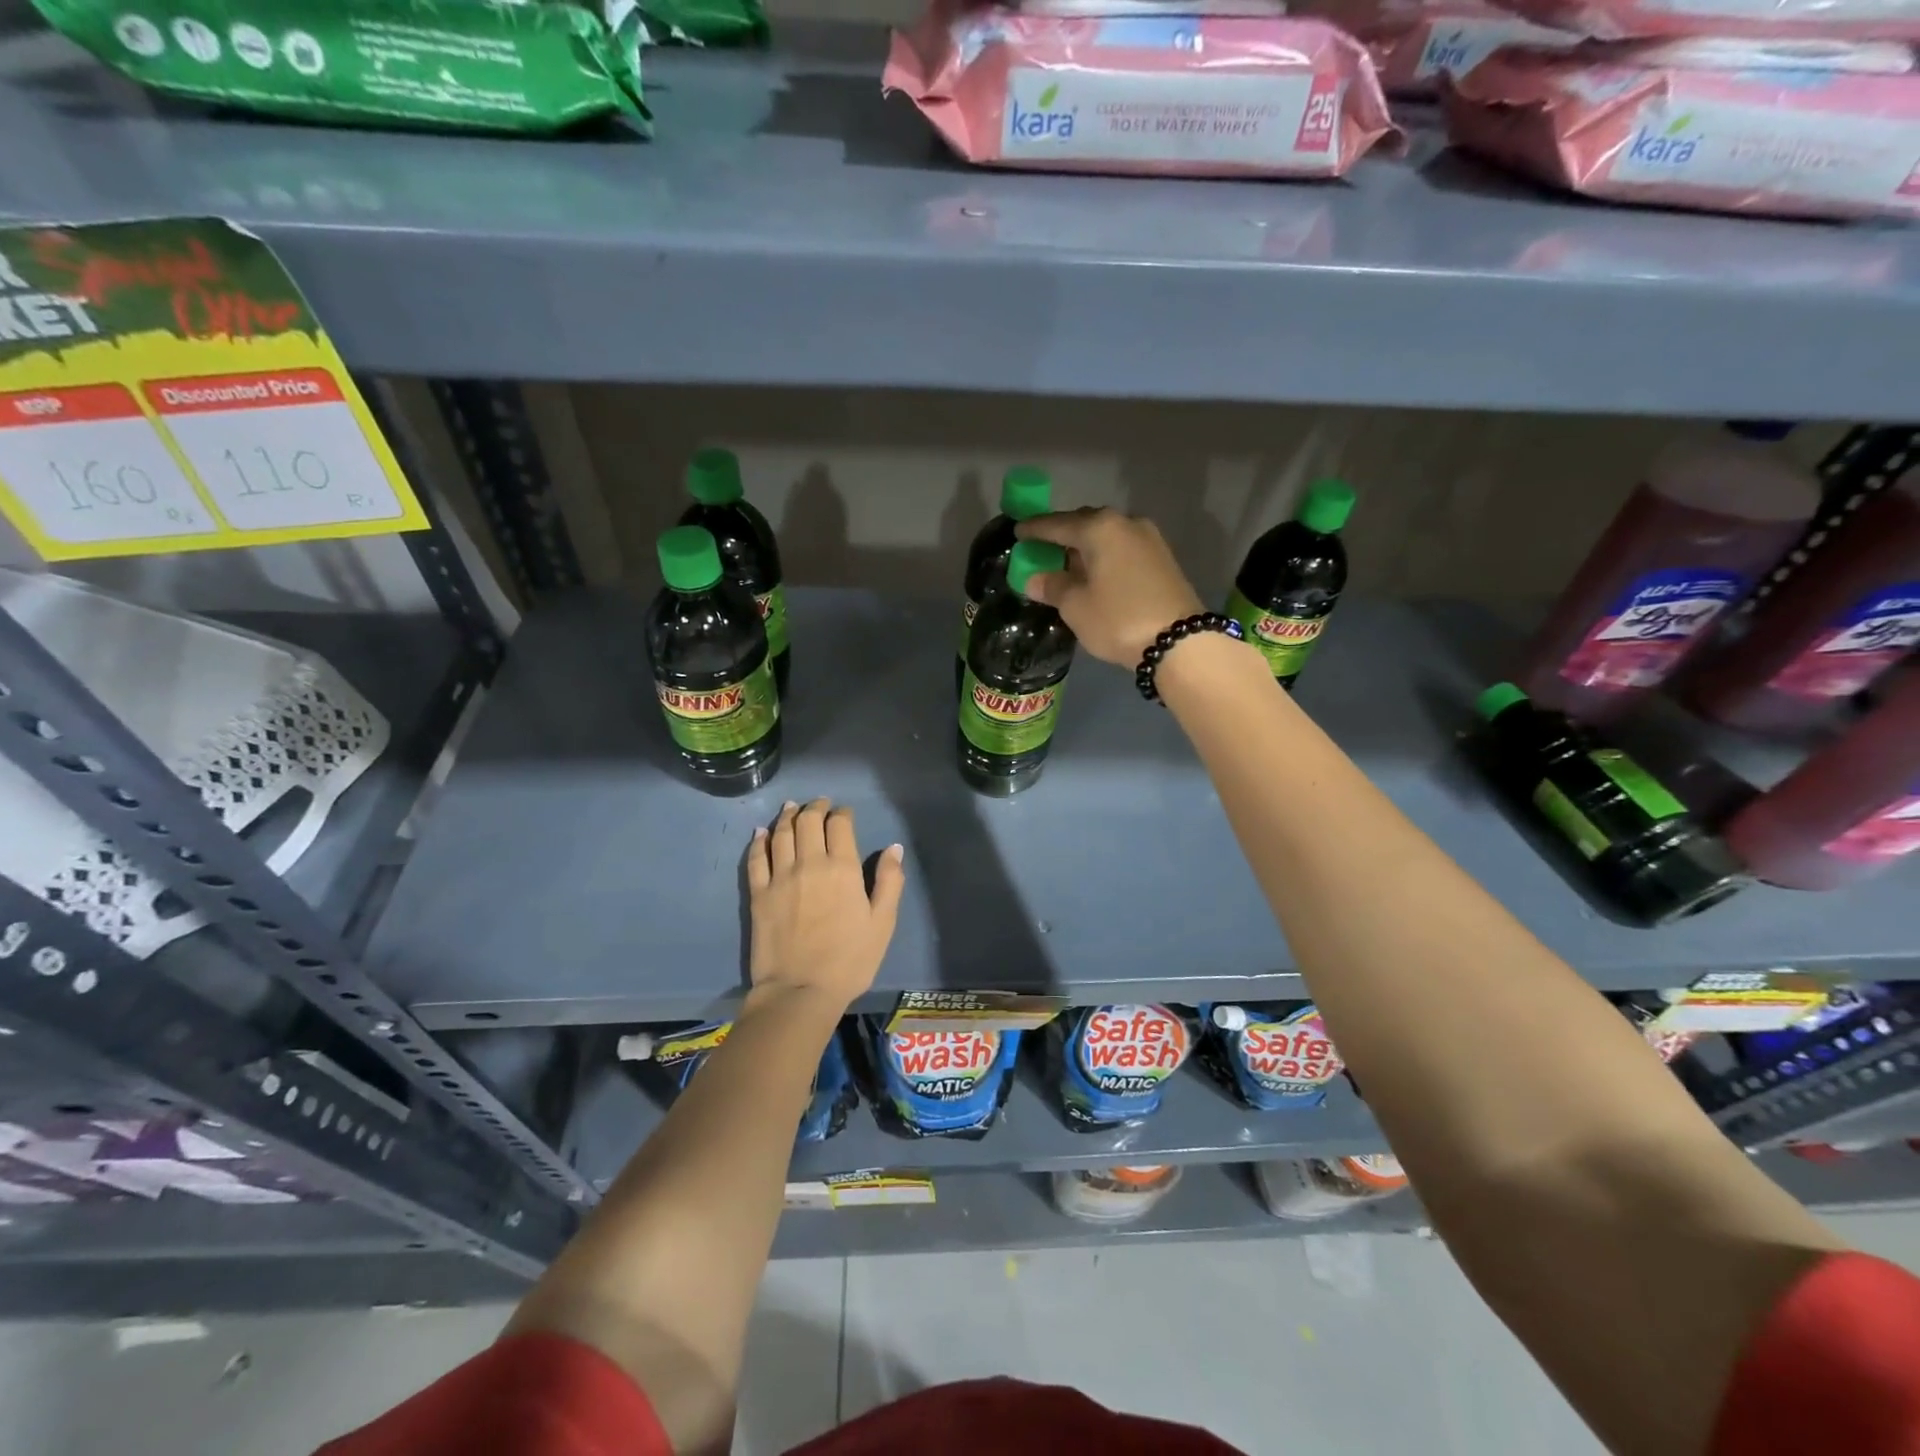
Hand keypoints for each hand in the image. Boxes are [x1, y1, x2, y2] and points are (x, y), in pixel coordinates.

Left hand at [746, 799, 903, 1009]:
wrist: (800, 991)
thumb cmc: (849, 960)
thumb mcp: (882, 923)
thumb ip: (890, 881)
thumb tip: (893, 848)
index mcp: (843, 868)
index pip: (840, 825)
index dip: (842, 813)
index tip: (844, 813)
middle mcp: (810, 863)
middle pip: (808, 822)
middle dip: (815, 807)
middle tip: (819, 803)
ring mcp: (780, 877)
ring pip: (781, 834)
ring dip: (787, 816)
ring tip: (791, 807)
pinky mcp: (759, 894)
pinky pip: (756, 858)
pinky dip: (759, 841)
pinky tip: (760, 833)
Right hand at [1016, 508, 1204, 665]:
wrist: (1180, 641)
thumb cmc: (1118, 619)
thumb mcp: (1076, 607)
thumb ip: (1052, 587)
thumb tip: (1034, 578)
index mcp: (1099, 528)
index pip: (1057, 524)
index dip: (1034, 530)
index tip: (1017, 532)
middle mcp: (1125, 523)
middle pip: (1085, 523)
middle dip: (1062, 535)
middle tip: (1042, 549)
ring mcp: (1149, 539)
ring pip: (1106, 536)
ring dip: (1085, 547)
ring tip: (1067, 564)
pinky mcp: (1162, 558)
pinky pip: (1122, 549)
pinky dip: (1105, 557)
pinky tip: (1095, 574)